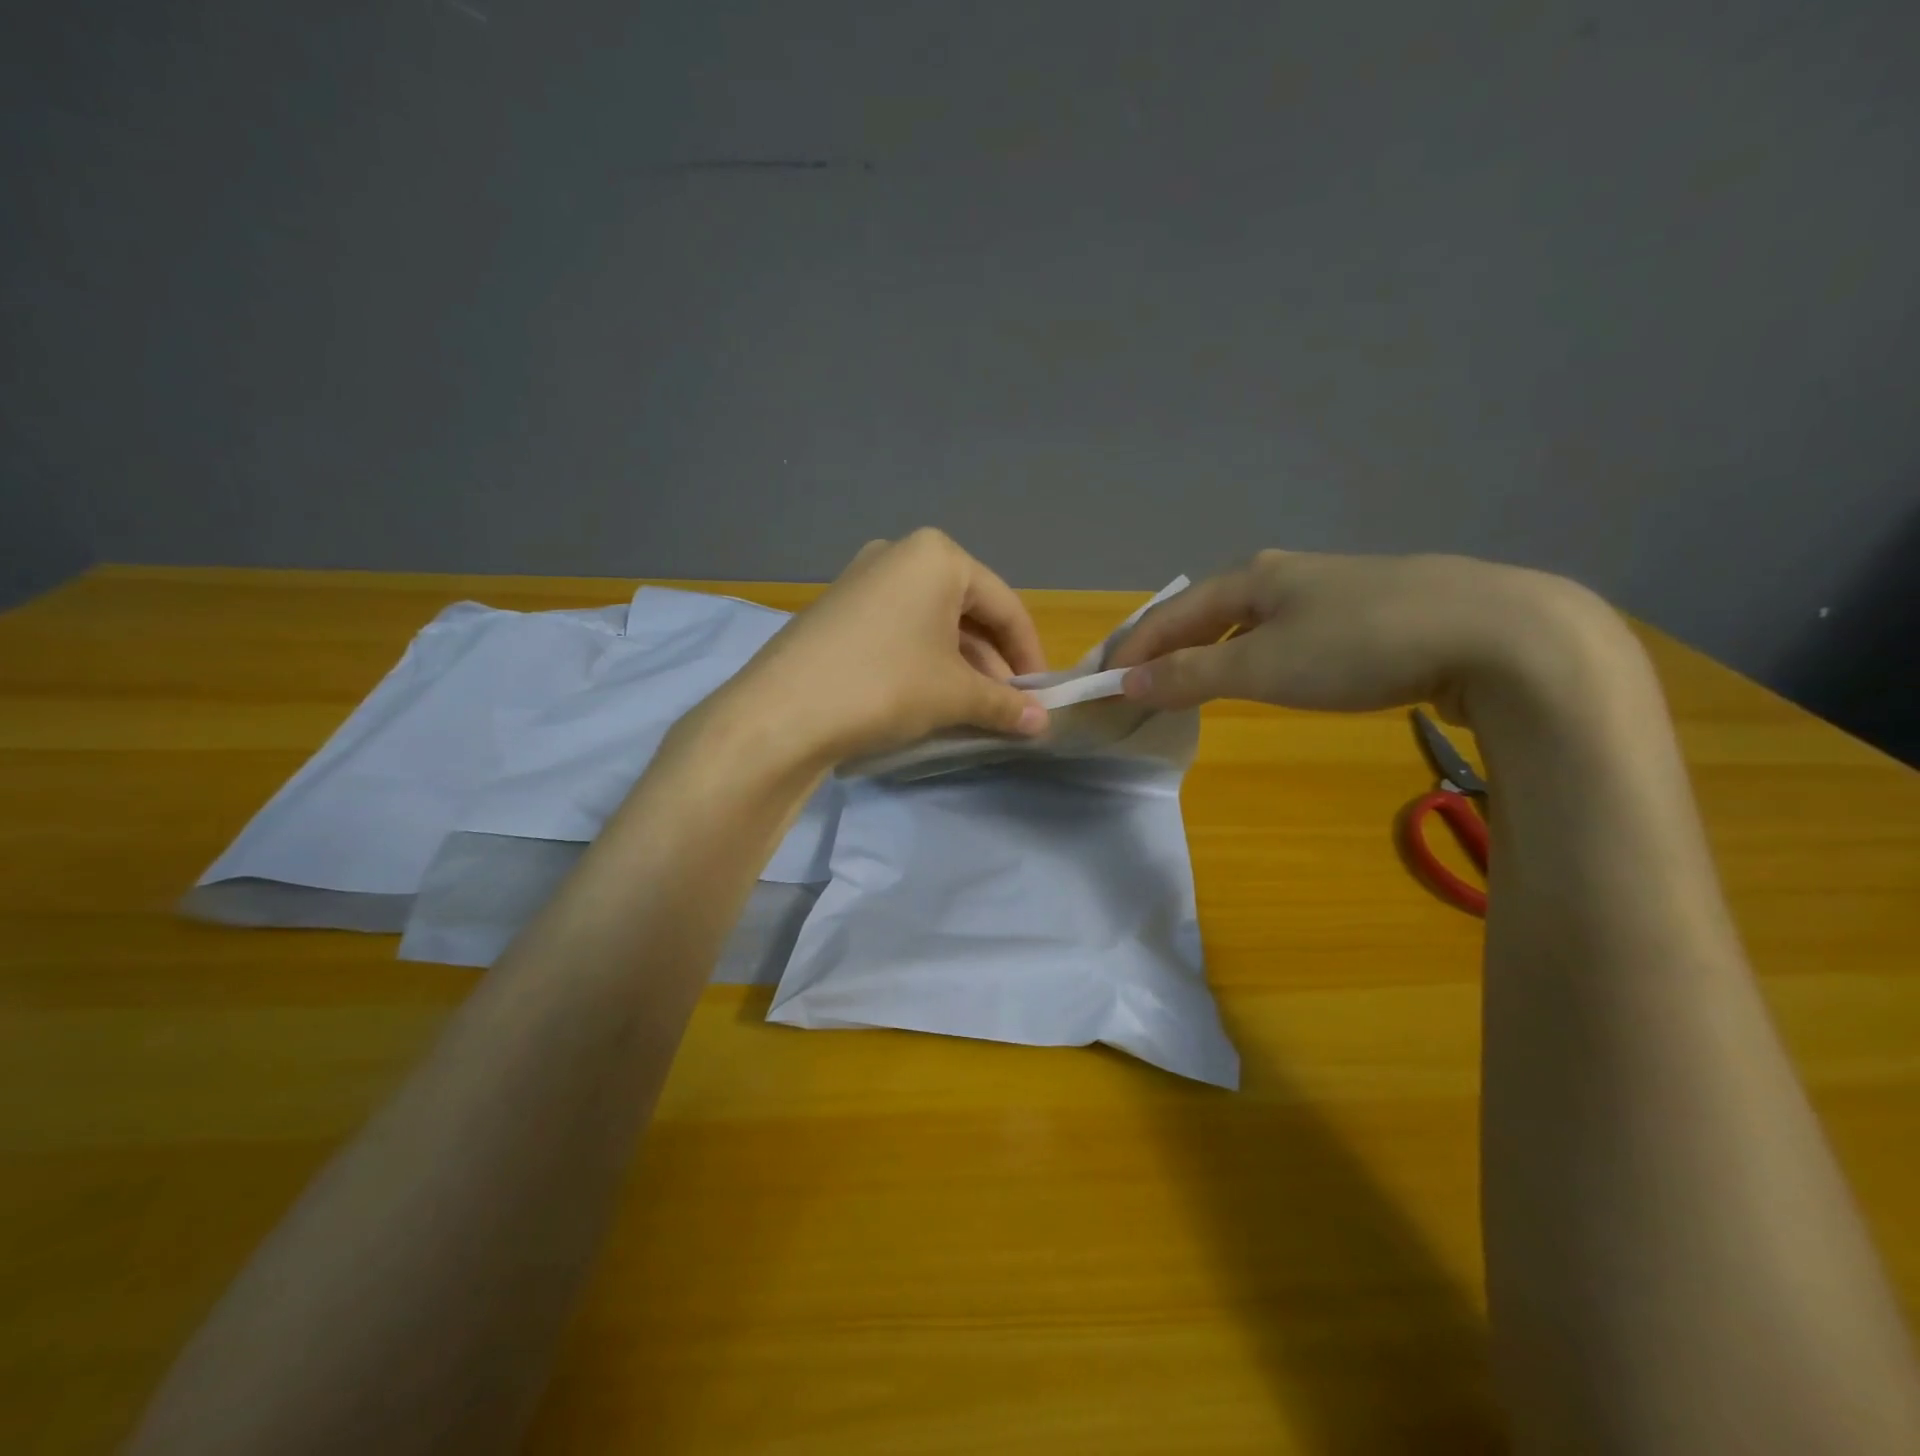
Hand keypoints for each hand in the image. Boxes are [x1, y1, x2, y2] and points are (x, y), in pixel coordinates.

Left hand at [716, 529, 1049, 763]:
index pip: (1005, 606)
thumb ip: (1005, 705)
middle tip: (1008, 706)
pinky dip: (923, 661)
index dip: (1029, 655)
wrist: (782, 713)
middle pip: (967, 611)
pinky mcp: (837, 609)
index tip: (1041, 696)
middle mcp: (899, 554)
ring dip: (960, 665)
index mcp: (937, 556)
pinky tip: (929, 698)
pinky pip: (899, 630)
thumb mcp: (955, 695)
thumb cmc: (886, 685)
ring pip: (932, 623)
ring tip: (974, 709)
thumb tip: (1043, 724)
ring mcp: (862, 579)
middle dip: (992, 662)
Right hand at [1107, 550, 1614, 720]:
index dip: (1132, 649)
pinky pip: (1288, 633)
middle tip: (1139, 683)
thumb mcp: (1262, 666)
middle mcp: (1286, 574)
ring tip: (1192, 679)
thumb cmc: (1360, 646)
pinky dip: (1256, 654)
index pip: (1169, 614)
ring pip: (1250, 621)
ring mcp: (1332, 591)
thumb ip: (1189, 675)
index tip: (1102, 683)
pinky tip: (1271, 672)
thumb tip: (1125, 683)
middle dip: (1167, 647)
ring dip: (1211, 650)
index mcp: (1251, 577)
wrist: (1496, 634)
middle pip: (1205, 612)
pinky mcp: (1371, 614)